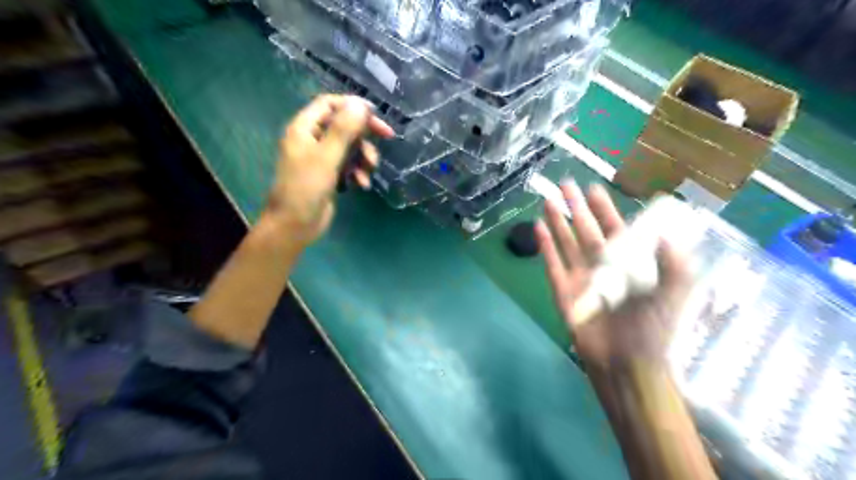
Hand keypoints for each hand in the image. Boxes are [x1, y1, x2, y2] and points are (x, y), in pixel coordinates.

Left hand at [265, 95, 392, 247]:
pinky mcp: (329, 175)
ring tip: (370, 169)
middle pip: (343, 125)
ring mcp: (320, 158)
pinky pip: (348, 165)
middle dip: (364, 133)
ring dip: (363, 155)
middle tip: (387, 136)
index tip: (376, 115)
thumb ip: (343, 130)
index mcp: (304, 128)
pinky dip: (358, 172)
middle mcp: (312, 139)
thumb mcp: (326, 157)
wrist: (294, 225)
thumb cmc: (305, 188)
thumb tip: (361, 104)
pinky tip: (362, 184)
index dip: (353, 105)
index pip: (330, 104)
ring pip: (349, 147)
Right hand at [533, 182, 693, 364]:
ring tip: (548, 200)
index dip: (604, 208)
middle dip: (576, 207)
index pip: (614, 228)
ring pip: (567, 242)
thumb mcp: (676, 292)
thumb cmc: (655, 329)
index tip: (594, 188)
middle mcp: (603, 266)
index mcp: (629, 263)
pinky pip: (552, 263)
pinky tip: (538, 227)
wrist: (627, 363)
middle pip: (586, 229)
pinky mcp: (563, 291)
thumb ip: (674, 259)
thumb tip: (665, 228)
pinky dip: (545, 246)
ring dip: (557, 221)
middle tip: (564, 184)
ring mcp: (581, 277)